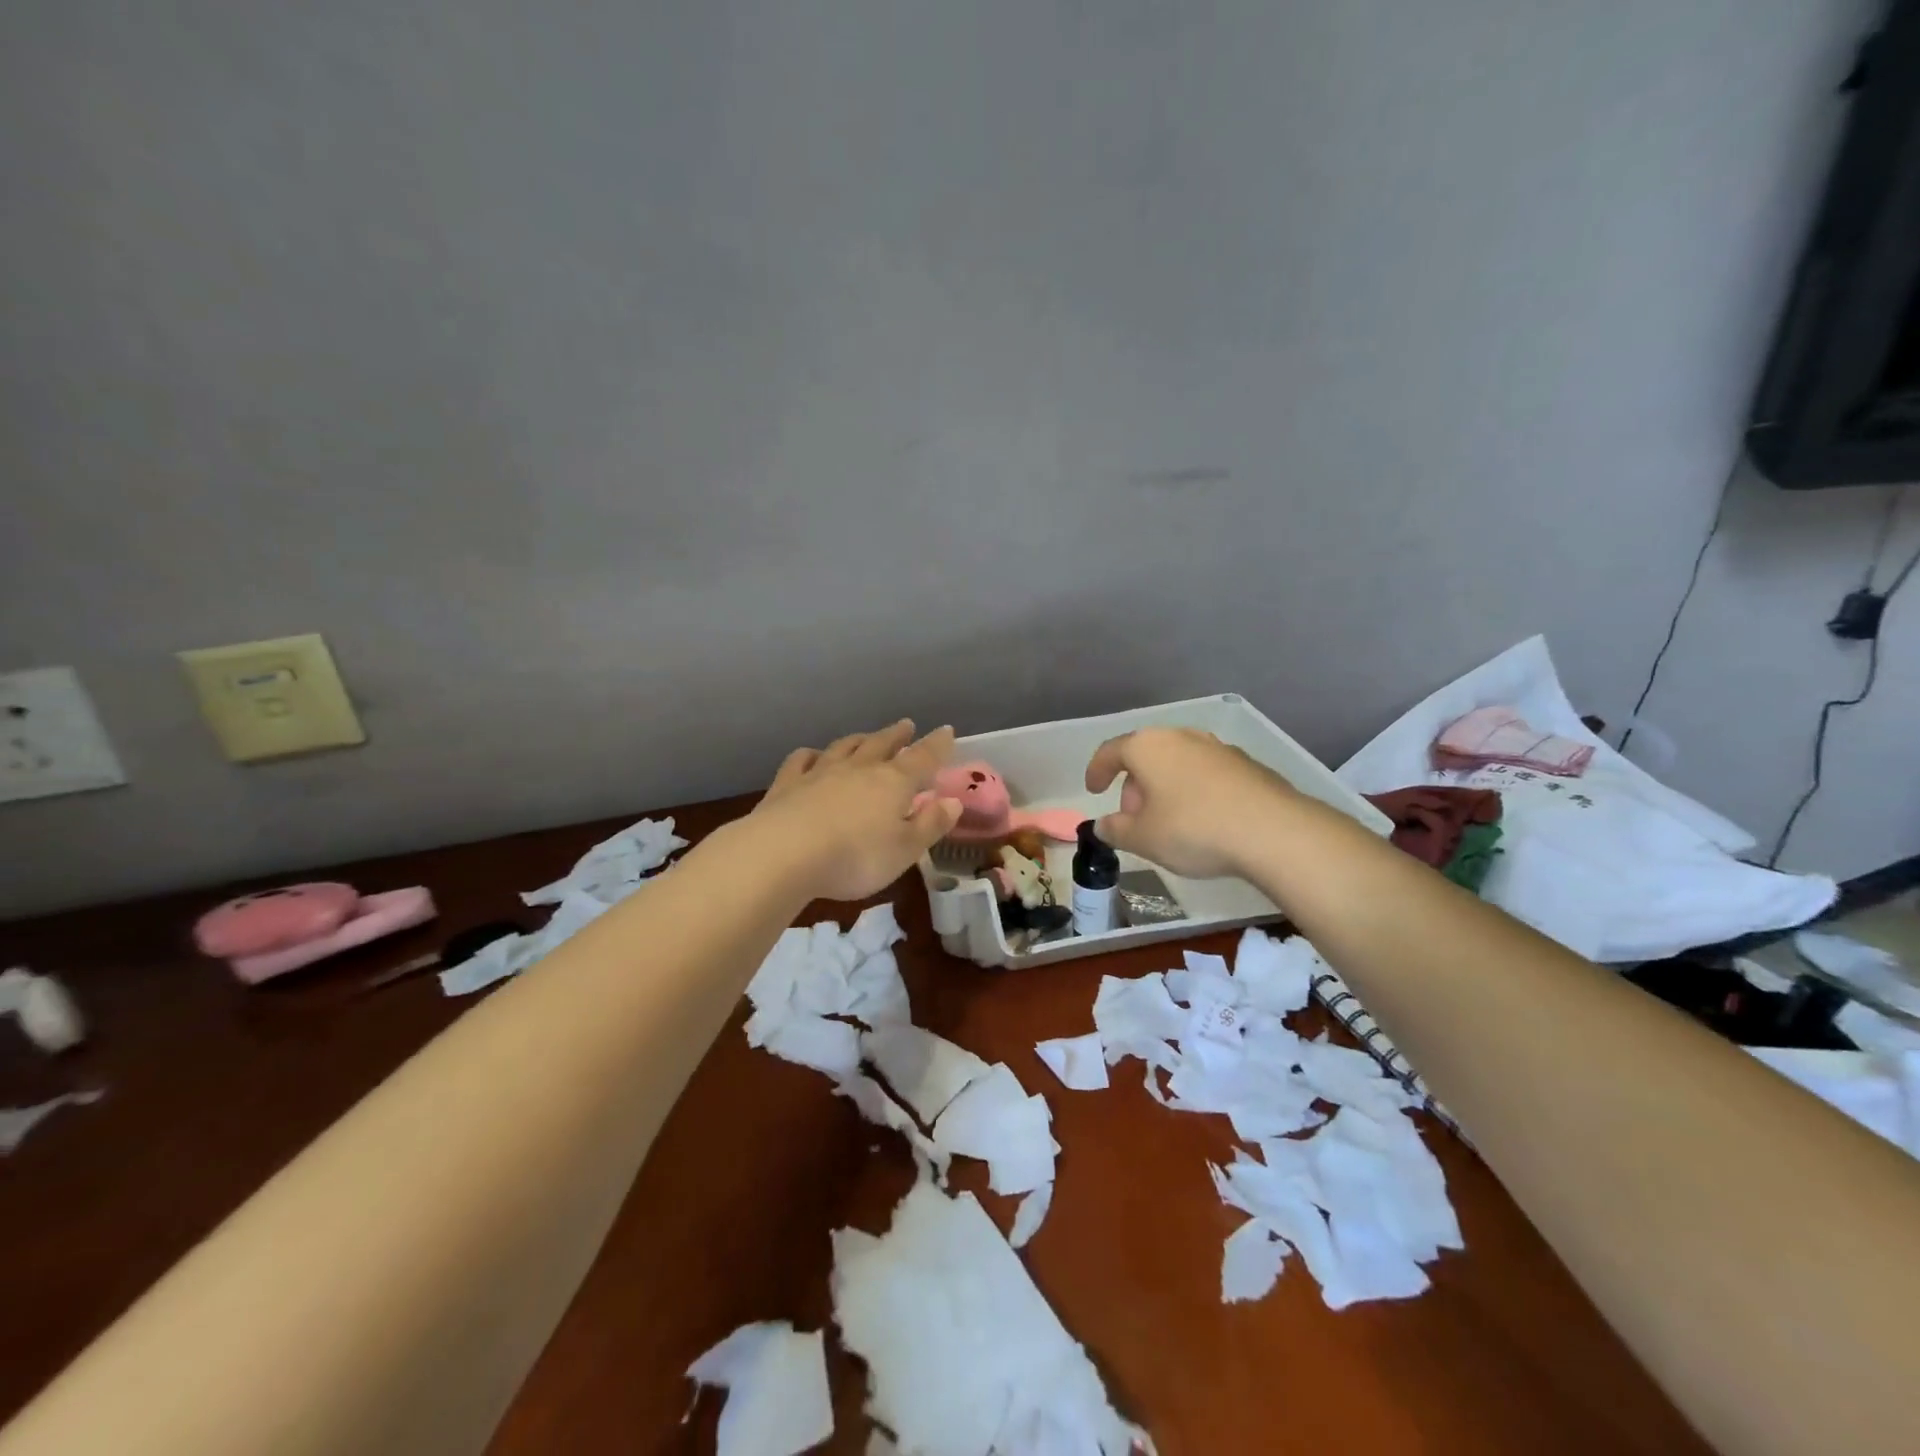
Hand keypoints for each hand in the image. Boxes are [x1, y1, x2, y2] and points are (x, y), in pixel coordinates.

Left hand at [743, 720, 962, 901]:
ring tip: (866, 736)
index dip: (937, 745)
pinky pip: (802, 760)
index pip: (923, 758)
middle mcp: (859, 769)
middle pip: (881, 744)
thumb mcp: (905, 850)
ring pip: (844, 747)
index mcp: (893, 783)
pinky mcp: (787, 784)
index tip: (947, 731)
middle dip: (896, 735)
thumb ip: (930, 824)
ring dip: (859, 740)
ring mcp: (820, 773)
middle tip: (906, 725)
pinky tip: (812, 756)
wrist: (783, 854)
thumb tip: (954, 802)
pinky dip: (811, 755)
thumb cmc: (856, 857)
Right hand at [1084, 727, 1297, 878]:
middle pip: (1146, 756)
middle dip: (1134, 786)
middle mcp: (1182, 737)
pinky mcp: (1246, 764)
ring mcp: (1217, 747)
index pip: (1111, 751)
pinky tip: (1203, 821)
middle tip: (1134, 819)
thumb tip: (1101, 826)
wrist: (1274, 832)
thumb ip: (1116, 830)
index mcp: (1148, 747)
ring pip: (1178, 764)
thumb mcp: (1143, 838)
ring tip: (1168, 823)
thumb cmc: (1193, 829)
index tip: (1093, 791)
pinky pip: (1206, 774)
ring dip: (1165, 788)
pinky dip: (1194, 791)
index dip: (1097, 771)